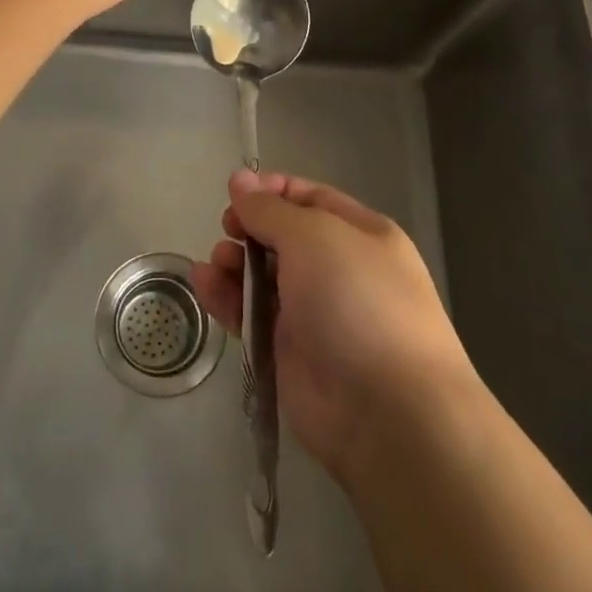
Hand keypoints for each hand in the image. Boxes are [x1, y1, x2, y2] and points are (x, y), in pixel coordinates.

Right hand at [191, 170, 478, 483]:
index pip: (310, 198)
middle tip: (227, 230)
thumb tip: (240, 179)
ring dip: (234, 263)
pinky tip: (204, 285)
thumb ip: (270, 209)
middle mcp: (340, 270)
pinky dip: (227, 297)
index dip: (272, 191)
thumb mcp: (314, 237)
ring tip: (216, 263)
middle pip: (283, 236)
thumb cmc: (357, 302)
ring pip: (263, 276)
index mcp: (361, 234)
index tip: (235, 192)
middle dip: (250, 228)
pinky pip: (252, 314)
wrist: (387, 412)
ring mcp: (314, 313)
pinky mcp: (289, 351)